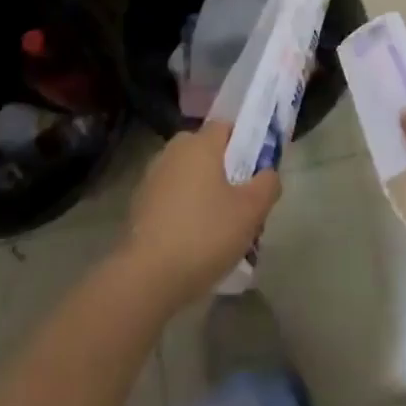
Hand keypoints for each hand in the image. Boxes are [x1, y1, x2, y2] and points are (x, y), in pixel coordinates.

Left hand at [122, 117, 280, 309]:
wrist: (146, 278)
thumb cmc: (205, 234)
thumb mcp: (251, 211)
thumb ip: (267, 184)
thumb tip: (267, 174)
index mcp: (199, 144)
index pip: (226, 127)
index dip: (244, 144)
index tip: (255, 172)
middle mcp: (172, 152)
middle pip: (206, 153)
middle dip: (224, 172)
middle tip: (241, 203)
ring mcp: (151, 179)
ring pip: (188, 177)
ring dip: (203, 194)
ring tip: (220, 229)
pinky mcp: (137, 206)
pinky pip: (171, 199)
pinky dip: (183, 212)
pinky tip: (193, 242)